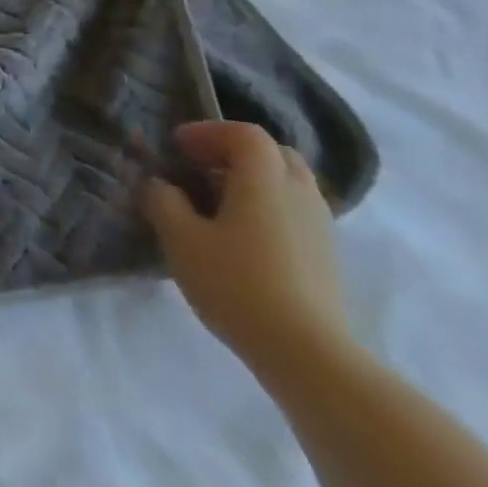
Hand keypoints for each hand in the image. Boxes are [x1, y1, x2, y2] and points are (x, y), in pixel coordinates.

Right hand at [143, 121, 354, 381]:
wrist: (307, 353)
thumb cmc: (236, 283)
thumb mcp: (180, 238)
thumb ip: (163, 201)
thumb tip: (160, 184)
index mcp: (264, 179)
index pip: (244, 134)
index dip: (208, 132)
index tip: (177, 147)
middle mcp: (299, 192)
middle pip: (273, 153)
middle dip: (234, 152)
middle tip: (200, 168)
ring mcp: (320, 225)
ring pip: (288, 183)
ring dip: (252, 180)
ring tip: (216, 204)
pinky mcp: (327, 255)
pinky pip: (295, 211)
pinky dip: (268, 207)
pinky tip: (241, 236)